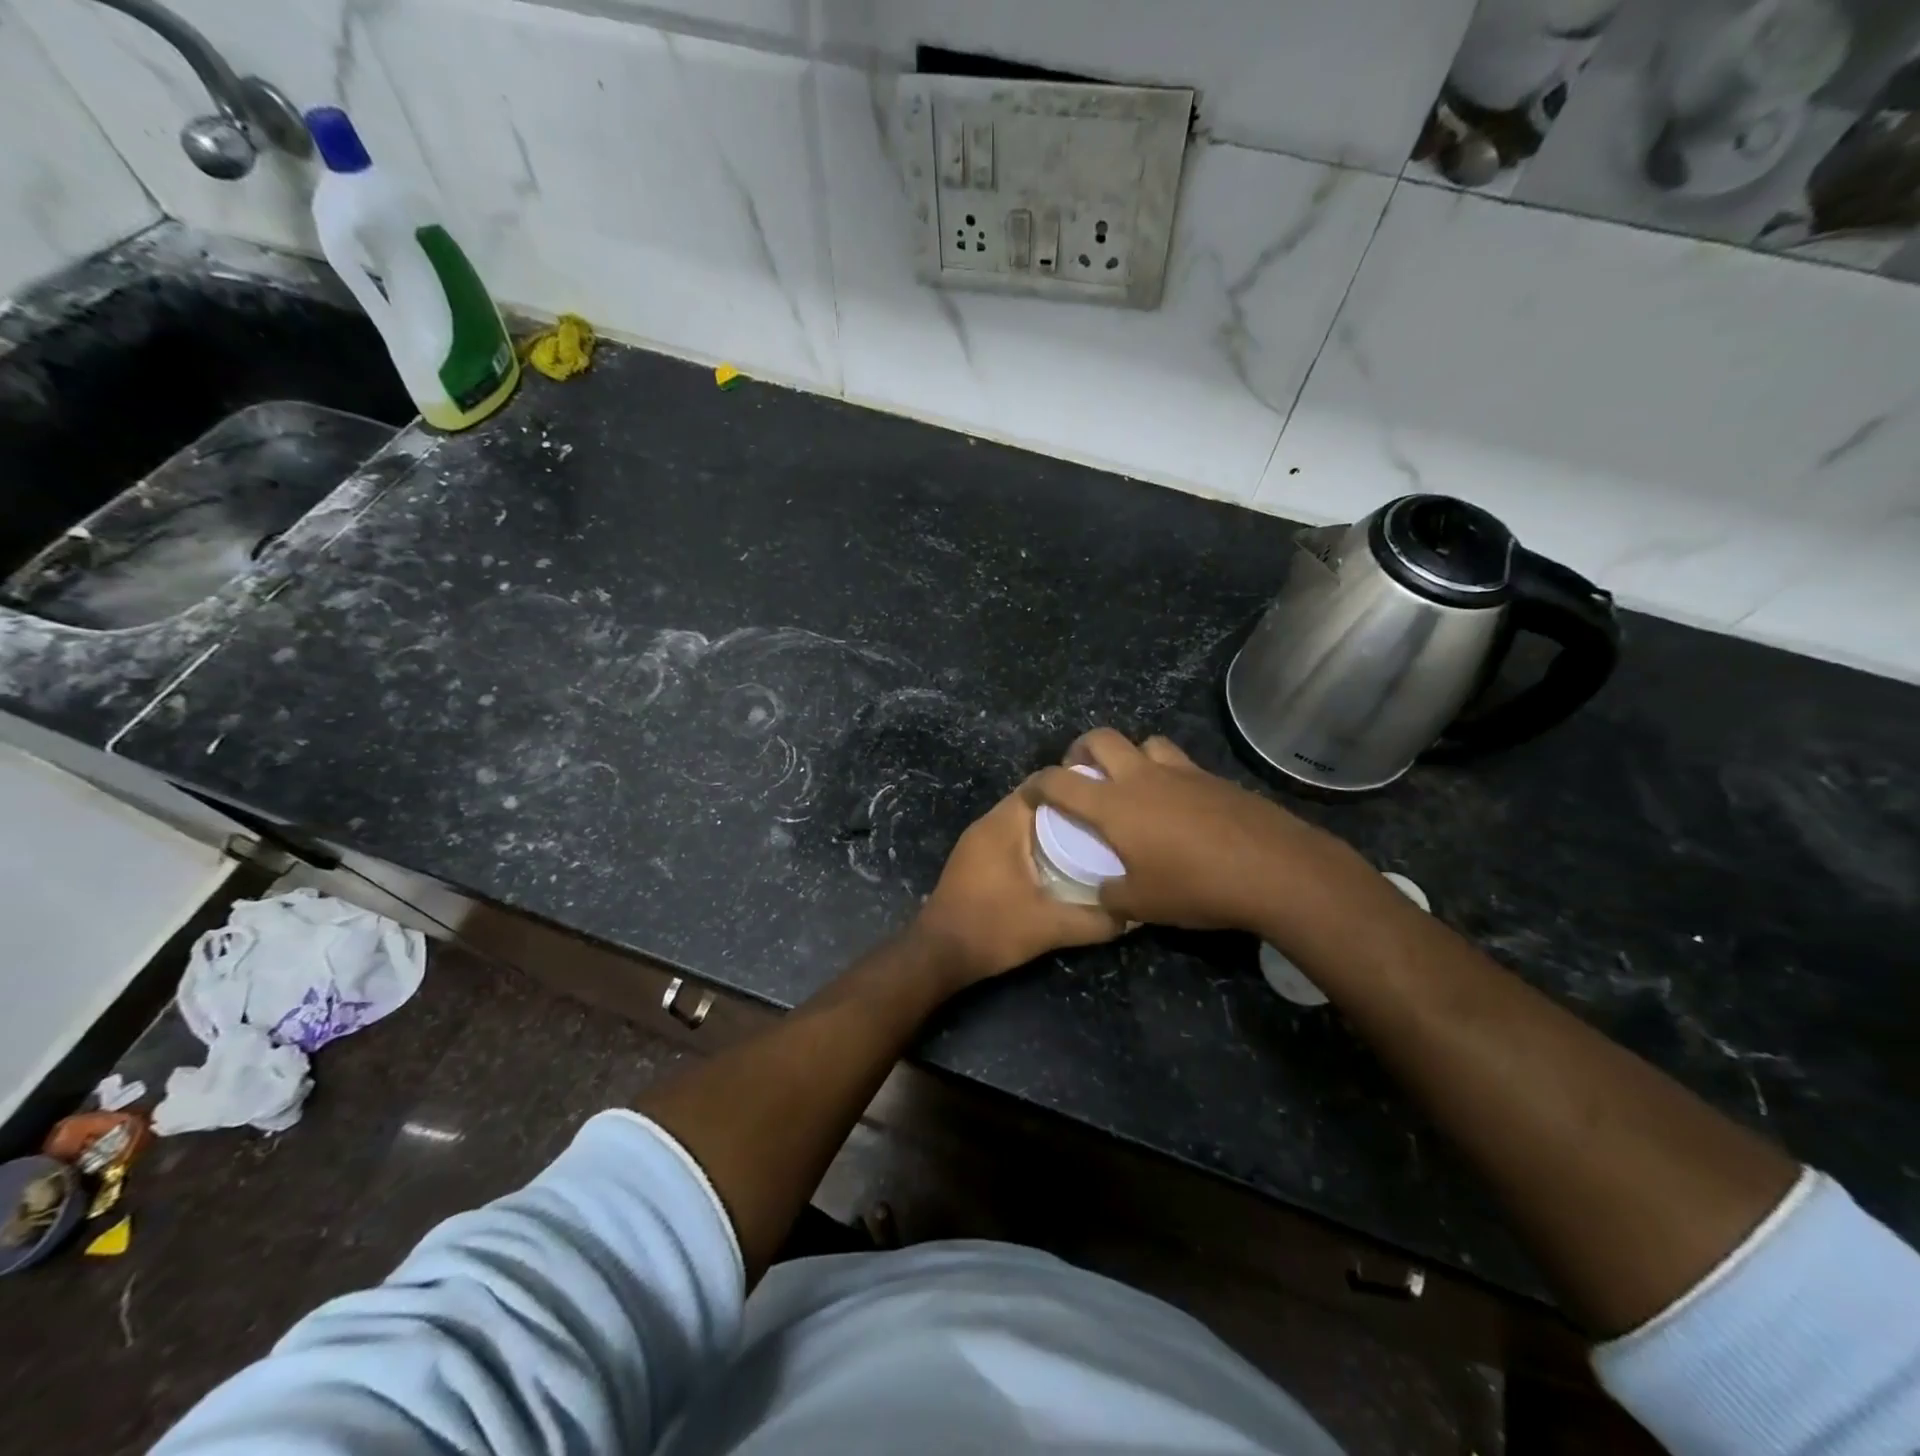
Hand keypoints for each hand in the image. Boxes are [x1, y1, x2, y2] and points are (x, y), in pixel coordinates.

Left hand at [913, 786, 1123, 986]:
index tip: (1105, 796)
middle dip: (1068, 807)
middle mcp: (987, 824)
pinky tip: (1058, 862)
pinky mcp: (974, 860)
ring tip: (1089, 838)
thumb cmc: (991, 929)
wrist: (938, 954)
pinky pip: (1010, 837)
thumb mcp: (1051, 927)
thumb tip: (1133, 915)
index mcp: (1002, 825)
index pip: (1040, 784)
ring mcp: (976, 842)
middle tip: (1105, 819)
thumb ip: (1095, 920)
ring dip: (1050, 825)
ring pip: (1020, 820)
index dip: (1073, 785)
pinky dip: (1034, 841)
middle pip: (1032, 800)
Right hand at [1023, 728, 1372, 934]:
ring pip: (1146, 742)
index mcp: (1114, 805)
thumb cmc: (1196, 886)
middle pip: (1101, 738)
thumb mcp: (1142, 904)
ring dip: (1130, 755)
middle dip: (1081, 750)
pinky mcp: (1214, 778)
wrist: (1275, 870)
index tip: (1031, 793)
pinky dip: (1167, 773)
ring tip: (1133, 784)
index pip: (1060, 781)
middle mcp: (1142, 777)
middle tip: (1082, 774)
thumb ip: (1111, 896)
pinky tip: (1178, 805)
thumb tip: (1104, 893)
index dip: (1038, 783)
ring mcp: (1182, 772)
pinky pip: (1179, 763)